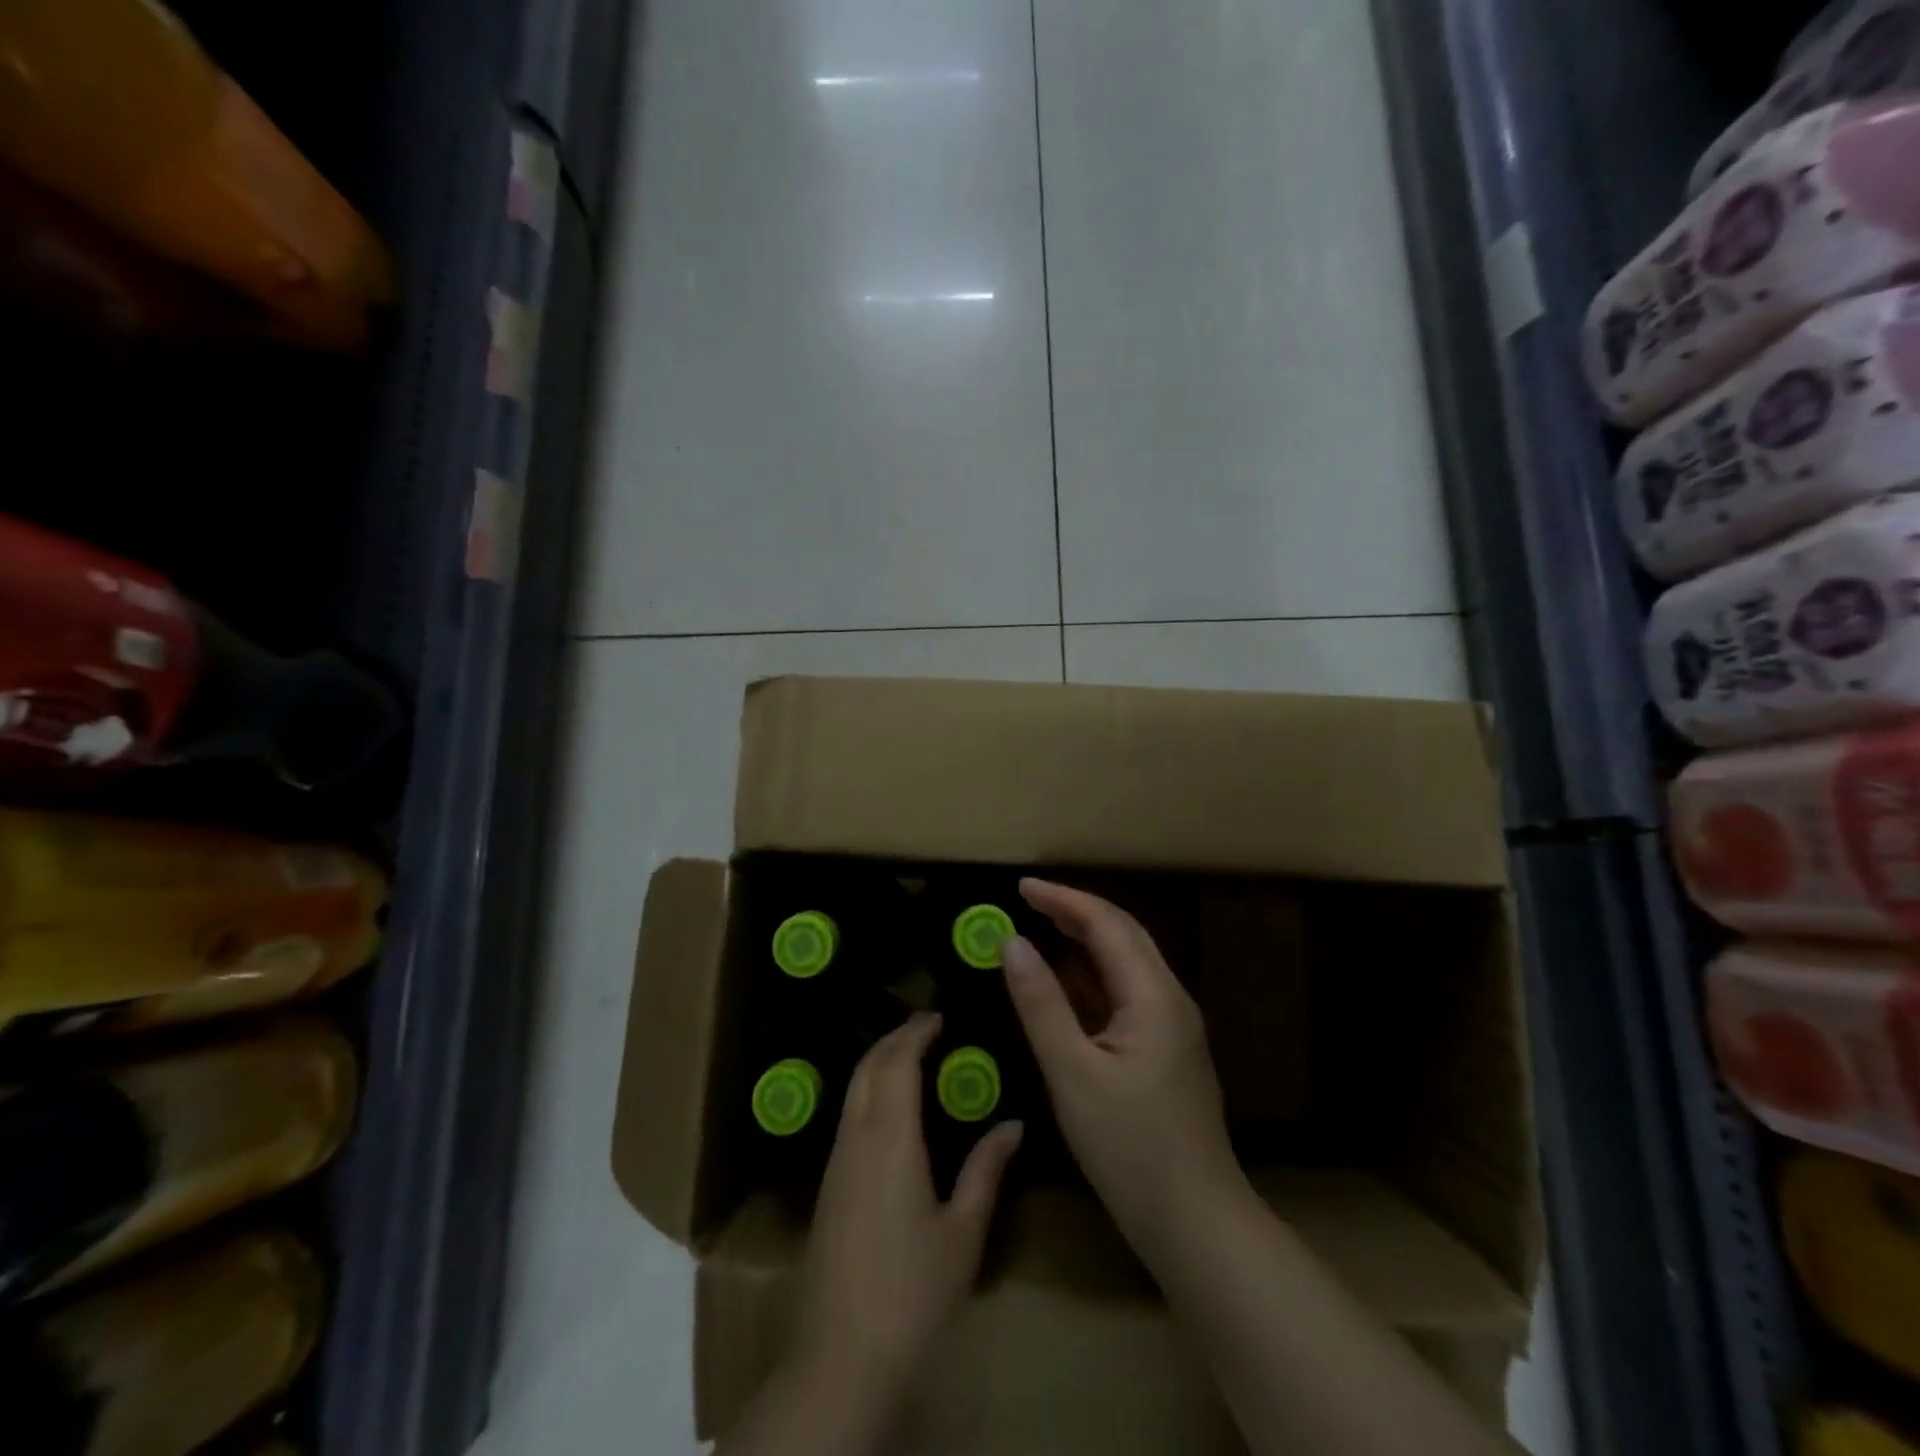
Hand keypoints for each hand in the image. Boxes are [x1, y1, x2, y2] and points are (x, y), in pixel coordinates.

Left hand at [791, 1012, 1023, 1418]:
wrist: (840, 1358)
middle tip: (927, 1026)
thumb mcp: (962, 1232)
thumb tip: (1012, 1124)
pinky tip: (891, 1109)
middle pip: (868, 1067)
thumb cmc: (912, 1292)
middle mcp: (856, 1138)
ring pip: (853, 1090)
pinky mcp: (827, 1187)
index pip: (897, 1063)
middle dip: (894, 1038)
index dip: (915, 1032)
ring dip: (879, 1063)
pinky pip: (848, 1116)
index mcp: (889, 1138)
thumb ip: (986, 1170)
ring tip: (912, 1057)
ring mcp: (835, 1163)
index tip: (939, 1015)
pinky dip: (869, 1092)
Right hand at [1003, 879, 1245, 1257]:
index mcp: (1153, 996)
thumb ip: (1041, 1004)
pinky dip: (1093, 976)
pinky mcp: (1166, 1051)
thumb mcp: (1072, 1074)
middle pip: (1123, 935)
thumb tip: (1011, 943)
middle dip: (1075, 911)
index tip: (1020, 886)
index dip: (1063, 899)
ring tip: (1041, 928)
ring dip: (1085, 940)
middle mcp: (1170, 999)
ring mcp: (1173, 1026)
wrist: (1197, 1224)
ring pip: (1127, 963)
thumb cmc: (1131, 1149)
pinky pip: (1127, 993)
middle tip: (1027, 901)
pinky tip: (1068, 985)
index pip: (1107, 925)